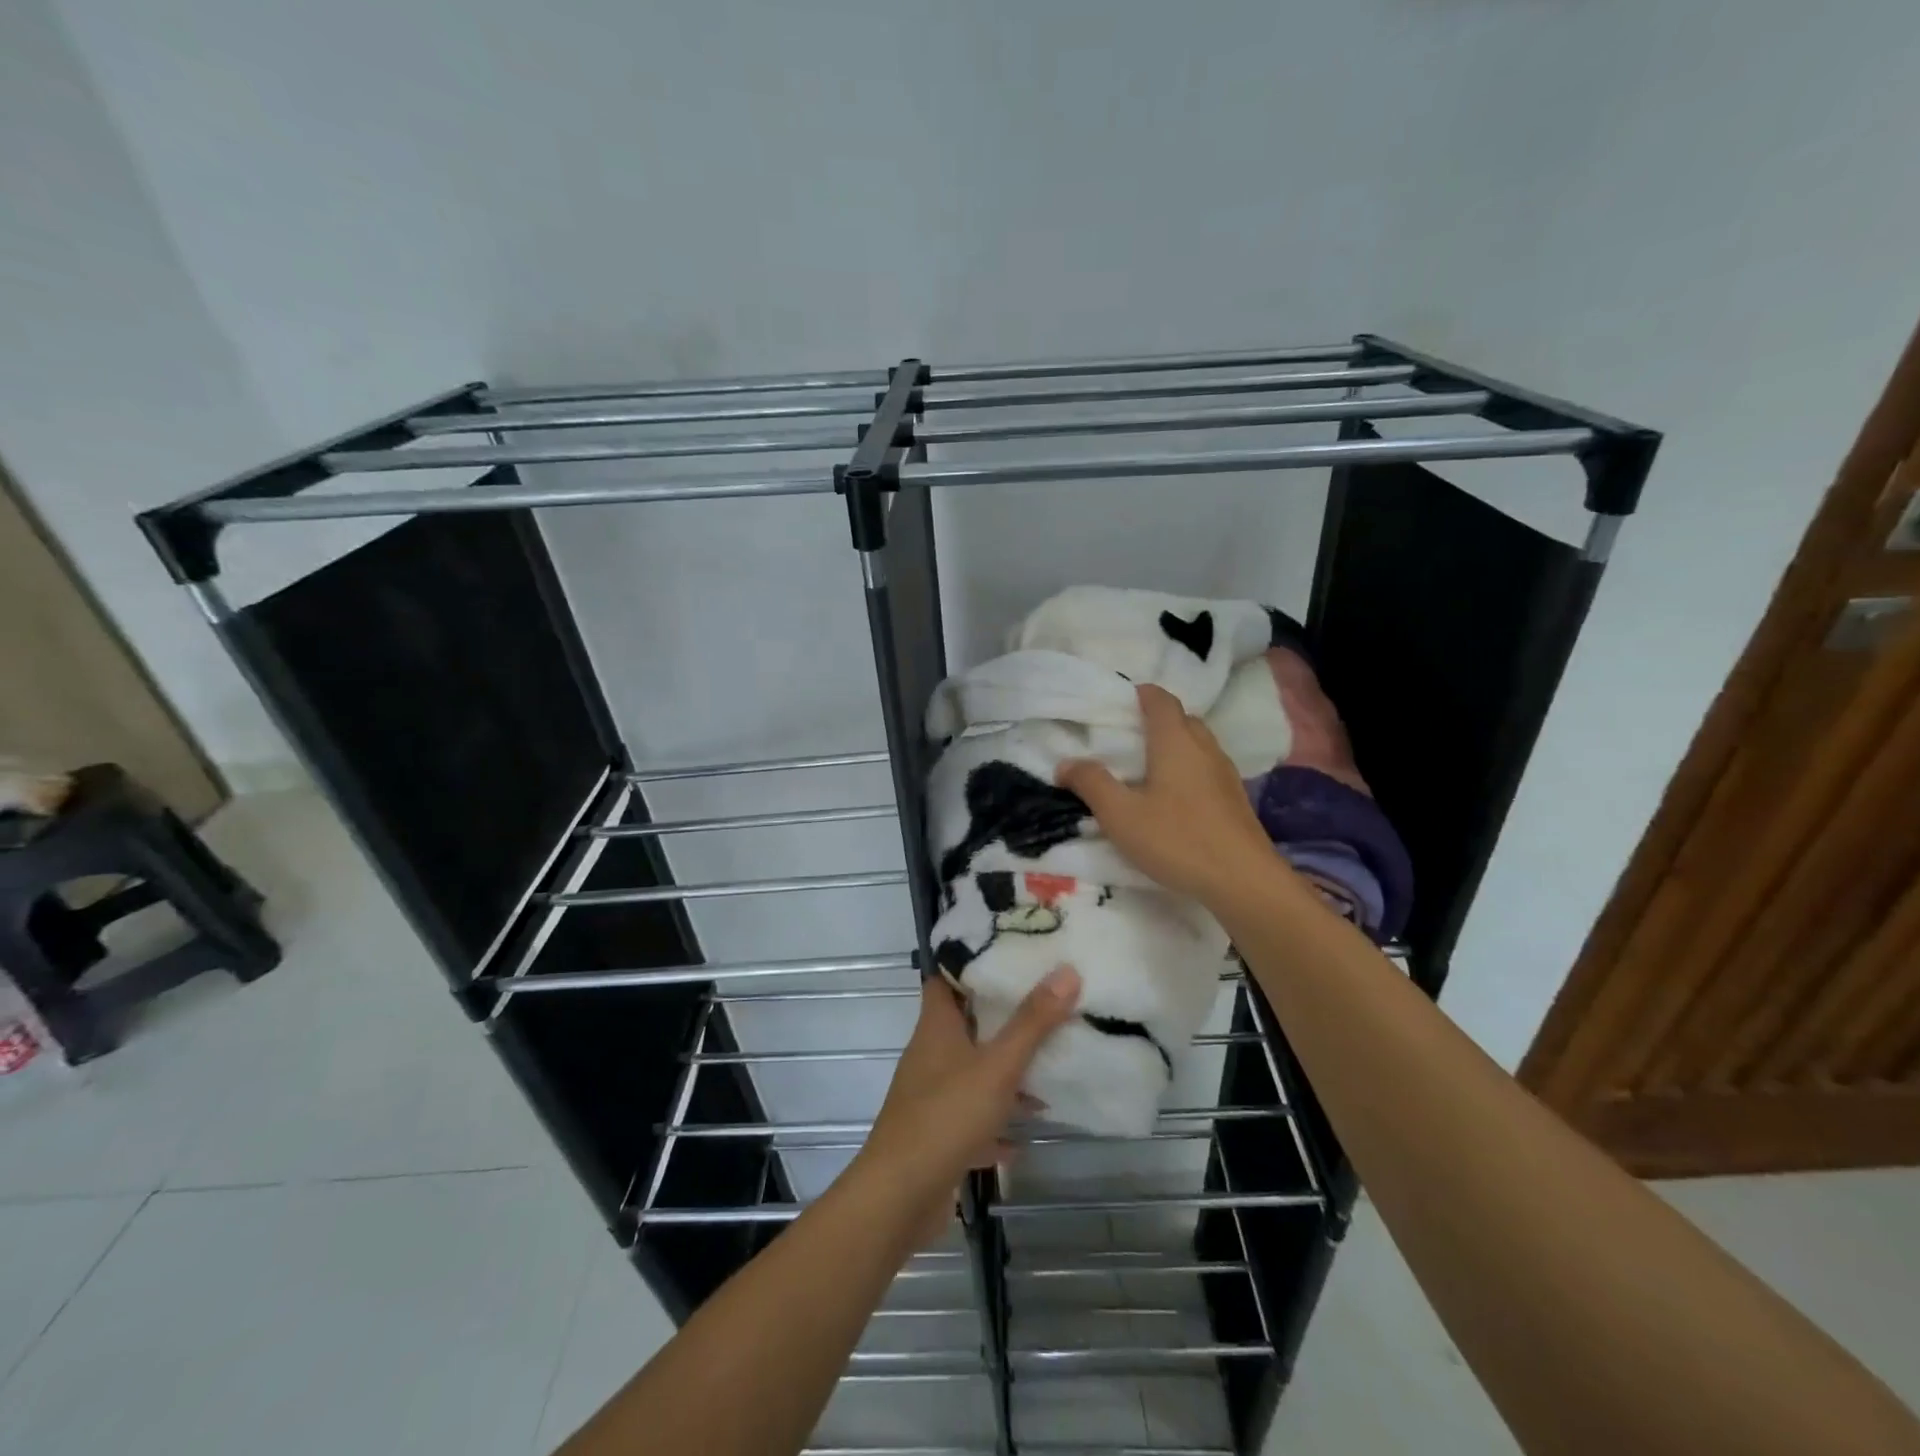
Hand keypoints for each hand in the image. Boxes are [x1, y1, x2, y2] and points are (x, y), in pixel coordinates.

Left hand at [850, 966, 1080, 1246]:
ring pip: (972, 1072)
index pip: (944, 979)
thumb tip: (1066, 970)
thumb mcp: (997, 1066)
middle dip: (999, 1015)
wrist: (899, 1198)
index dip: (969, 962)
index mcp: (936, 1027)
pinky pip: (972, 1119)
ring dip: (1003, 1072)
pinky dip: (996, 1123)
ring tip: (1046, 1065)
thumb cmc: (946, 1116)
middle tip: (1042, 1001)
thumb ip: (1032, 1022)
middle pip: (964, 1023)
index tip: (1006, 951)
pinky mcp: (937, 1135)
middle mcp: (930, 1055)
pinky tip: (1024, 1136)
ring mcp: (931, 1096)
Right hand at [1057, 682, 1281, 908]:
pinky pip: (1206, 768)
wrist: (1244, 881)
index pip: (1160, 699)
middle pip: (1181, 719)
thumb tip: (1065, 763)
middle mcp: (1204, 747)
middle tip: (1126, 738)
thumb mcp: (1120, 814)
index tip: (1118, 702)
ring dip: (1173, 746)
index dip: (1140, 694)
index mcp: (1175, 741)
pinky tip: (1173, 798)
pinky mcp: (1235, 799)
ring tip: (1146, 768)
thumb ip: (1091, 783)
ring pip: (1197, 744)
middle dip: (1155, 720)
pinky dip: (1187, 770)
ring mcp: (1225, 773)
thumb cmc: (1177, 839)